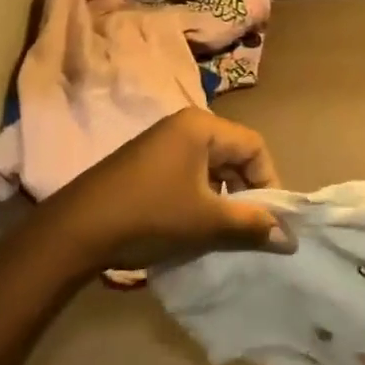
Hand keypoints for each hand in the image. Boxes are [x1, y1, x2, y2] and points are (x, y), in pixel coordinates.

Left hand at [50, 109, 295, 272]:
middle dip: (246, 193)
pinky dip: (199, 199)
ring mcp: (160, 144)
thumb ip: (252, 225)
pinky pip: (187, 175)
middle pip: (232, 155)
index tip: (270, 219)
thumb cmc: (149, 216)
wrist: (74, 232)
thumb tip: (290, 238)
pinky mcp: (144, 164)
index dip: (269, 182)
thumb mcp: (206, 222)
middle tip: (249, 229)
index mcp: (201, 126)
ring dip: (222, 199)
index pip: (254, 146)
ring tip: (222, 233)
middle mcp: (183, 126)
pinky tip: (192, 228)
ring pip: (210, 168)